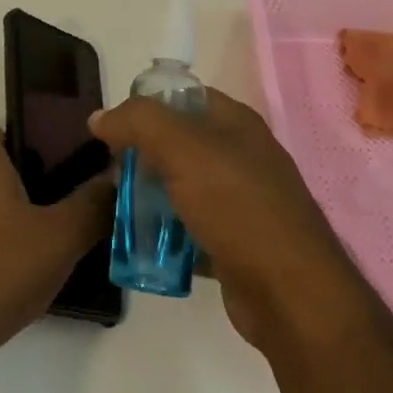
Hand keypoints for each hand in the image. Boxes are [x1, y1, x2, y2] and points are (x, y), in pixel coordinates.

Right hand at [91, 89, 361, 356]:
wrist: (292, 296)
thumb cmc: (239, 208)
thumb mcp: (184, 150)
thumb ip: (139, 123)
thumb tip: (100, 117)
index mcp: (236, 123)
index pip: (182, 96)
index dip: (146, 105)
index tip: (111, 129)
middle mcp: (240, 156)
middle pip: (178, 143)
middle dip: (141, 155)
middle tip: (110, 173)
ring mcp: (240, 202)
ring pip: (181, 187)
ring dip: (149, 196)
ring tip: (116, 208)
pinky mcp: (234, 242)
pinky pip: (189, 227)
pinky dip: (165, 233)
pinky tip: (140, 243)